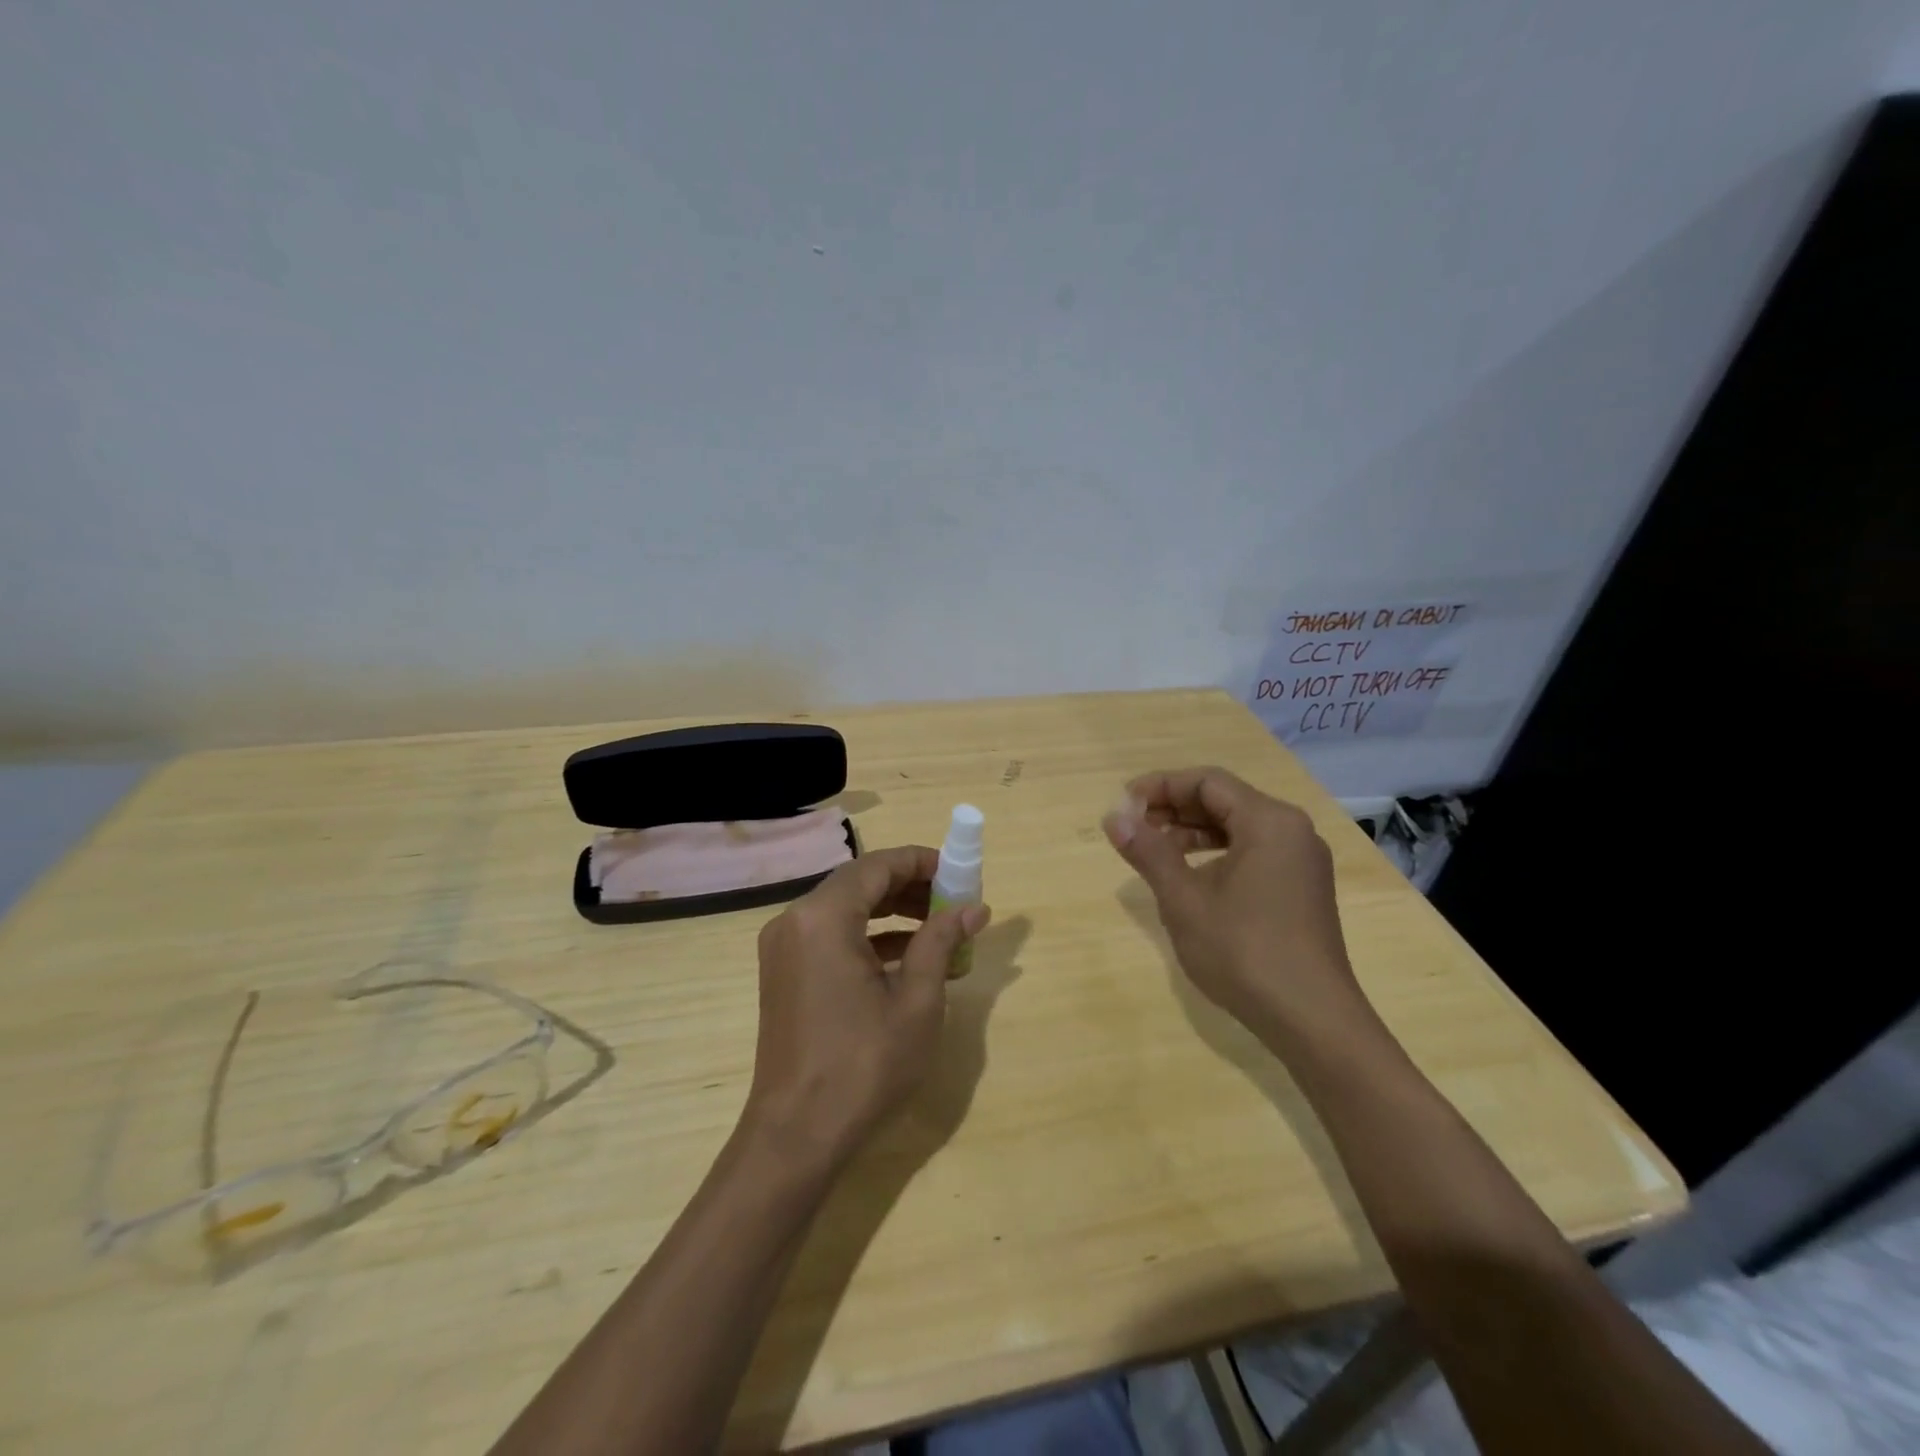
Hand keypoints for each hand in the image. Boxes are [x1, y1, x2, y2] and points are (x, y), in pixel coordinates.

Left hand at [746, 846, 990, 1165]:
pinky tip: (909, 958)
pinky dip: (869, 938)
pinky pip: (831, 936)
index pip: (877, 866)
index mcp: (823, 918)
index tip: (958, 873)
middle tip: (954, 902)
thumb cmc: (863, 1066)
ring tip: (941, 930)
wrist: (797, 1136)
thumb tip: (974, 909)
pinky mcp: (784, 973)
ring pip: (846, 909)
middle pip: (860, 883)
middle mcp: (795, 921)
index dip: (921, 862)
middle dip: (910, 888)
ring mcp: (784, 948)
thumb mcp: (916, 1002)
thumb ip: (941, 943)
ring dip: (893, 913)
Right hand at [1103, 767, 1371, 1053]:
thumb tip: (1114, 818)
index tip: (1123, 805)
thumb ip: (1148, 852)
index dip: (1160, 786)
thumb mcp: (1184, 900)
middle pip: (1224, 799)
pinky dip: (1217, 853)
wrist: (1311, 1020)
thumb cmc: (1243, 952)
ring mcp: (1301, 860)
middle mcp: (1292, 830)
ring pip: (1238, 826)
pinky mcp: (1301, 887)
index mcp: (1269, 821)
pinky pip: (1253, 850)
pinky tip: (1190, 874)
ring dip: (1192, 831)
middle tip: (1133, 827)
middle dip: (1175, 808)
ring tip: (1153, 849)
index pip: (1207, 782)